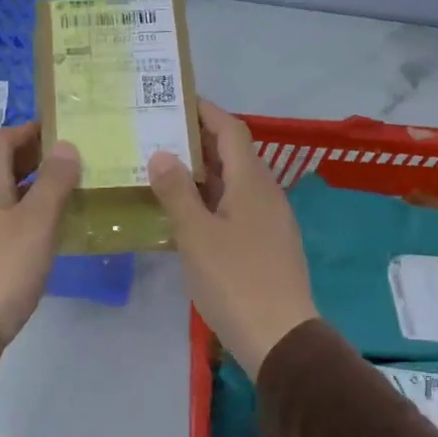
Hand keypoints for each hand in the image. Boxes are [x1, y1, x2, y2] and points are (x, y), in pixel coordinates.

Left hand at [0, 122, 80, 346]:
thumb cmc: (3, 267)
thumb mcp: (36, 222)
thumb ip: (53, 183)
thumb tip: (65, 145)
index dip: (26, 130)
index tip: (59, 131)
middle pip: (2, 169)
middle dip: (35, 160)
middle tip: (73, 163)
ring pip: (7, 198)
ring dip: (35, 191)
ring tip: (70, 196)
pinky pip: (7, 225)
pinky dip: (29, 219)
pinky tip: (50, 234)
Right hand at [147, 99, 317, 375]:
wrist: (279, 337)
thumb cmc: (235, 280)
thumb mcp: (197, 234)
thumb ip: (177, 192)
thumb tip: (161, 153)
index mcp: (252, 183)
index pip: (231, 130)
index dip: (206, 111)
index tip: (176, 99)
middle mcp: (266, 194)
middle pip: (233, 155)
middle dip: (198, 141)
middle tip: (158, 135)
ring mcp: (270, 221)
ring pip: (234, 184)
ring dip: (203, 174)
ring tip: (164, 171)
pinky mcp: (267, 245)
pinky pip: (236, 209)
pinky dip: (211, 201)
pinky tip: (185, 216)